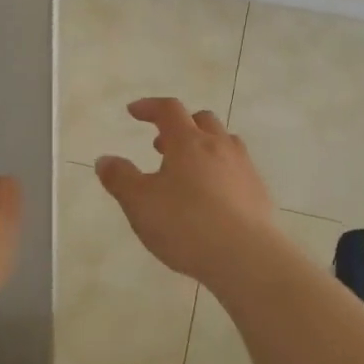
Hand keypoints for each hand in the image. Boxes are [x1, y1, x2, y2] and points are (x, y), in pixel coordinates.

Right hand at [94, 98, 286, 286]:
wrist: (247, 257)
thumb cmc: (186, 225)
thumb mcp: (140, 203)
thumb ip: (120, 179)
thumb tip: (105, 160)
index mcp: (188, 142)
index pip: (168, 110)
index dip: (149, 106)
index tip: (134, 111)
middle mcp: (219, 146)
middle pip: (202, 120)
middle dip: (180, 125)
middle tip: (161, 145)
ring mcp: (244, 168)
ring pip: (225, 142)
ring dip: (204, 146)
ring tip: (189, 170)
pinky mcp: (259, 192)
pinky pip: (238, 168)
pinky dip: (221, 170)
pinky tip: (214, 197)